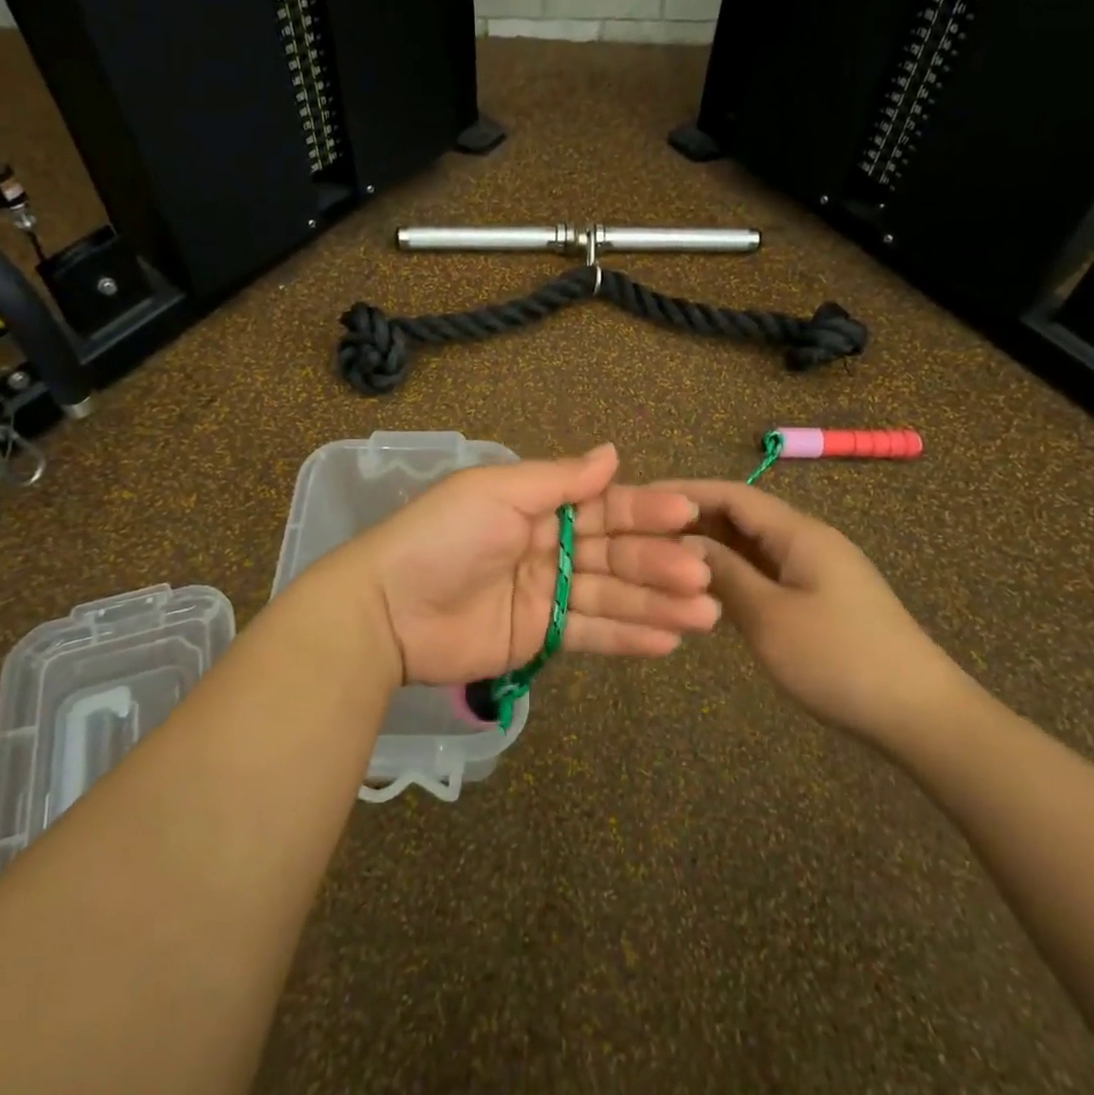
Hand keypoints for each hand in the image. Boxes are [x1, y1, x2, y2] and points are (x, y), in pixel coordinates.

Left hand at [340, 444, 720, 685]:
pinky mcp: (540, 638)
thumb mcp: (497, 492)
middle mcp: (548, 547)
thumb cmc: (444, 538)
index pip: (602, 506)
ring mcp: (546, 595)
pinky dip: (629, 637)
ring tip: (706, 615)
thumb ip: (558, 479)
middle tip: (703, 575)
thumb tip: (613, 453)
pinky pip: (591, 634)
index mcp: (537, 506)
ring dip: (658, 604)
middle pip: (615, 554)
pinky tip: (669, 641)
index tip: (687, 514)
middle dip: (659, 563)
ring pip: (612, 597)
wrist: (387, 610)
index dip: (644, 509)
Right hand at [665, 479, 967, 745]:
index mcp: (799, 533)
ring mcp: (816, 571)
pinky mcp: (819, 599)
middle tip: (640, 535)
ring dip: (711, 550)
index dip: (684, 492)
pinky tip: (705, 593)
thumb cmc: (840, 660)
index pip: (732, 494)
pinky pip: (766, 574)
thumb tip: (682, 543)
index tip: (638, 498)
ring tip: (662, 561)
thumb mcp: (770, 617)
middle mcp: (807, 541)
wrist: (922, 716)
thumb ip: (724, 574)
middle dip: (693, 520)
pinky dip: (733, 576)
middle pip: (741, 516)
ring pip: (752, 547)